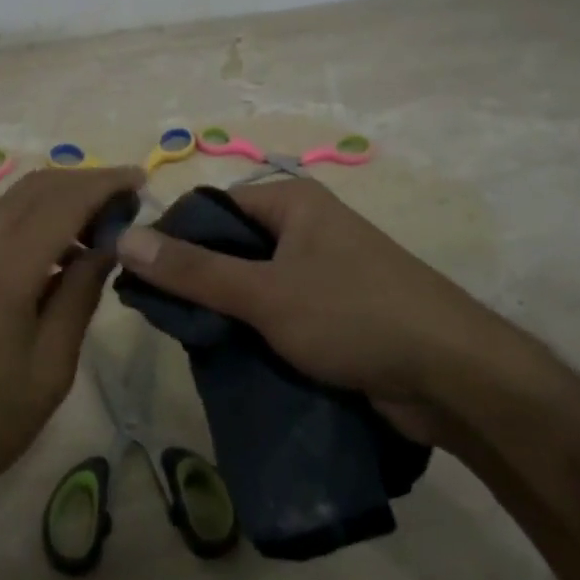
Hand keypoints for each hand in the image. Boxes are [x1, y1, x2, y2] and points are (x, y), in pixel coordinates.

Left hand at [0, 165, 146, 533]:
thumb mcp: (51, 369)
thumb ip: (79, 296)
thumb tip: (106, 247)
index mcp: (2, 270)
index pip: (62, 201)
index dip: (104, 183)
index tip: (139, 179)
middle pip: (31, 189)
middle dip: (80, 184)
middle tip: (120, 201)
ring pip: (5, 210)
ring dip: (51, 207)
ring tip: (89, 235)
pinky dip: (21, 233)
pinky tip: (41, 266)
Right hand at [113, 179, 520, 446]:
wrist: (454, 377)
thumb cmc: (354, 315)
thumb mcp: (265, 293)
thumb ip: (193, 271)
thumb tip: (125, 238)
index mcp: (292, 202)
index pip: (214, 207)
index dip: (175, 237)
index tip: (143, 278)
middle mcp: (307, 227)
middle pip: (233, 246)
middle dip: (200, 281)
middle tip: (166, 318)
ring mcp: (324, 270)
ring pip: (255, 284)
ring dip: (228, 311)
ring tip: (193, 341)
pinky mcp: (336, 312)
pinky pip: (280, 312)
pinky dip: (257, 331)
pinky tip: (232, 357)